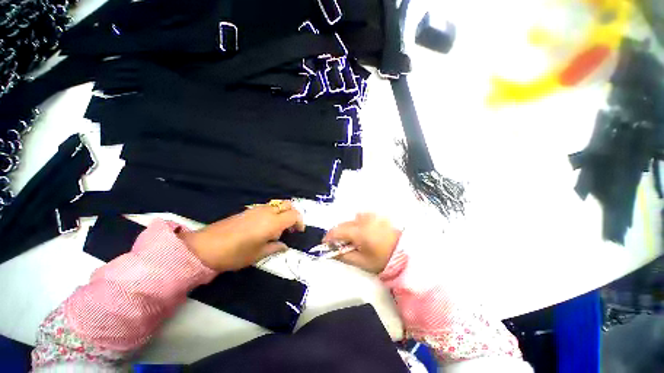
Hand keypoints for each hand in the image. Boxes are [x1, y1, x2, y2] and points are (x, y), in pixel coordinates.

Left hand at [179, 201, 304, 270]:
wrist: (207, 246)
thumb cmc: (236, 253)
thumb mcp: (258, 254)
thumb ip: (275, 247)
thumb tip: (284, 246)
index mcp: (273, 222)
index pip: (294, 215)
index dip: (300, 222)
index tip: (298, 232)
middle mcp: (267, 211)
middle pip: (288, 204)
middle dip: (293, 214)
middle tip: (290, 228)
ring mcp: (257, 209)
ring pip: (277, 205)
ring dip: (282, 213)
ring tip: (277, 229)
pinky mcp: (248, 210)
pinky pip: (267, 208)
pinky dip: (273, 213)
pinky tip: (265, 227)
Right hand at [323, 213, 400, 273]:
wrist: (406, 251)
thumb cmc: (384, 259)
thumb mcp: (362, 262)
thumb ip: (344, 256)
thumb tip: (331, 253)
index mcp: (359, 232)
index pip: (337, 231)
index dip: (329, 237)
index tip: (325, 243)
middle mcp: (364, 220)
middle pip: (344, 224)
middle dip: (339, 233)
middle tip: (341, 244)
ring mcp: (371, 216)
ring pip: (352, 220)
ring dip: (350, 228)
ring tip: (356, 239)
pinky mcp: (377, 215)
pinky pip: (362, 217)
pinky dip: (359, 223)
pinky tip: (365, 232)